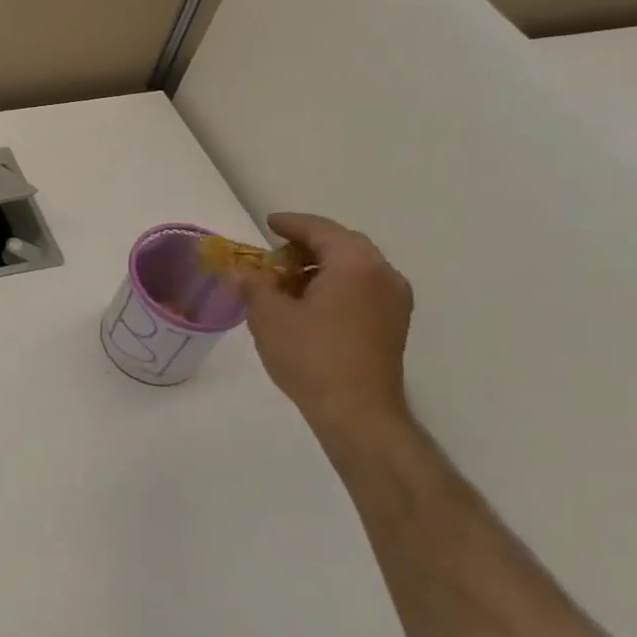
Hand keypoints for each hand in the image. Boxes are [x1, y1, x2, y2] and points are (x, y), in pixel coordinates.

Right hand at [246, 212, 413, 429]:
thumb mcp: (269, 316)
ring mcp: (394, 300)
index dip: (290, 224)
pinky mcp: (394, 323)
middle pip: (342, 245)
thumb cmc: (310, 356)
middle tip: (274, 256)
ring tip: (287, 283)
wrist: (357, 412)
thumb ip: (254, 285)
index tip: (268, 223)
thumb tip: (243, 273)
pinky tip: (311, 304)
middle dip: (307, 246)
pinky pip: (363, 287)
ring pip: (354, 267)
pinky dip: (337, 284)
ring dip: (321, 266)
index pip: (320, 229)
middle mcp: (382, 273)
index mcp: (355, 263)